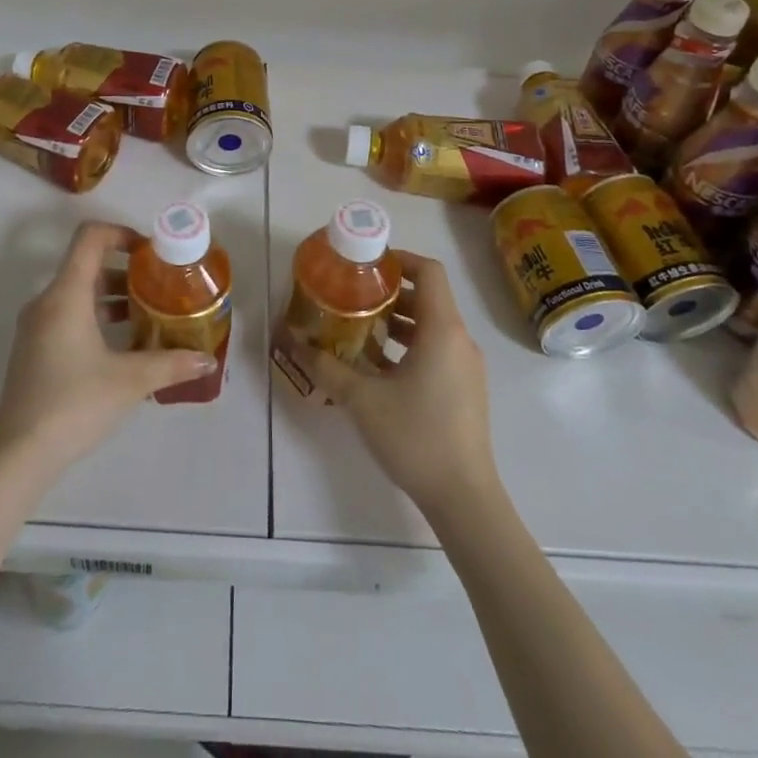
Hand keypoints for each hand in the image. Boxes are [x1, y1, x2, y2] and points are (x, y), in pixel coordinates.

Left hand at [0, 222, 216, 478]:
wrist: (17, 455)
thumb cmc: (74, 404)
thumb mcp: (129, 381)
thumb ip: (170, 363)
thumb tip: (207, 360)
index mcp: (66, 294)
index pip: (90, 237)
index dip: (122, 233)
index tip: (152, 253)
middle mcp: (47, 301)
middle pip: (87, 264)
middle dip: (127, 270)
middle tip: (161, 285)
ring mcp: (37, 326)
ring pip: (79, 292)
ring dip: (114, 296)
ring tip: (150, 314)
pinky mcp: (35, 349)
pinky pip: (69, 314)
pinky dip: (98, 316)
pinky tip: (124, 345)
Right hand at [288, 252, 499, 516]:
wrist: (464, 498)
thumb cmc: (416, 436)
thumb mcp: (362, 399)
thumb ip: (326, 367)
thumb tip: (293, 342)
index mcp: (442, 329)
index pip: (428, 271)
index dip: (399, 259)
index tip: (367, 265)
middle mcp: (459, 340)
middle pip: (427, 297)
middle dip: (389, 292)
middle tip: (352, 295)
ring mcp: (465, 367)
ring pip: (431, 326)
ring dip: (397, 322)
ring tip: (358, 328)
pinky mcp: (464, 390)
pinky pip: (436, 350)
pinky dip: (408, 346)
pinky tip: (376, 367)